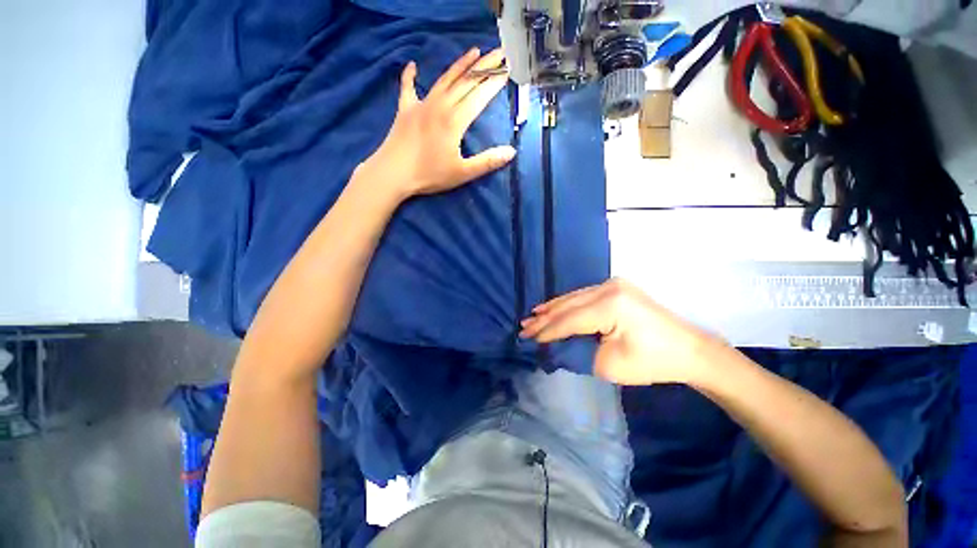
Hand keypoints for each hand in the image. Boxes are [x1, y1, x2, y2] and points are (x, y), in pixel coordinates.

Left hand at [361, 48, 515, 199]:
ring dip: (460, 65)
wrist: (393, 173)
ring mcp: (421, 105)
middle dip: (485, 67)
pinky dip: (410, 76)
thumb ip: (487, 162)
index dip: (495, 83)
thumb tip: (511, 152)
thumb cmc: (429, 175)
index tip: (507, 70)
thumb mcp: (463, 173)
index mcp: (455, 120)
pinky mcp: (405, 110)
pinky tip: (413, 66)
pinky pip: (408, 88)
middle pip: (466, 82)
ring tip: (473, 52)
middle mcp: (440, 106)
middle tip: (499, 54)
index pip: (480, 96)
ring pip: (444, 80)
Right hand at [519, 278, 723, 385]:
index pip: (569, 320)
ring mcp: (613, 284)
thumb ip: (578, 350)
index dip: (547, 331)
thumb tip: (557, 344)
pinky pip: (583, 296)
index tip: (527, 338)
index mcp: (610, 305)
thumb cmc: (653, 362)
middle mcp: (609, 288)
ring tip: (533, 316)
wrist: (689, 350)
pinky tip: (554, 307)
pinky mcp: (616, 288)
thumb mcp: (609, 364)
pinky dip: (567, 304)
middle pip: (568, 305)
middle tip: (524, 326)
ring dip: (553, 308)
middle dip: (545, 318)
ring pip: (574, 297)